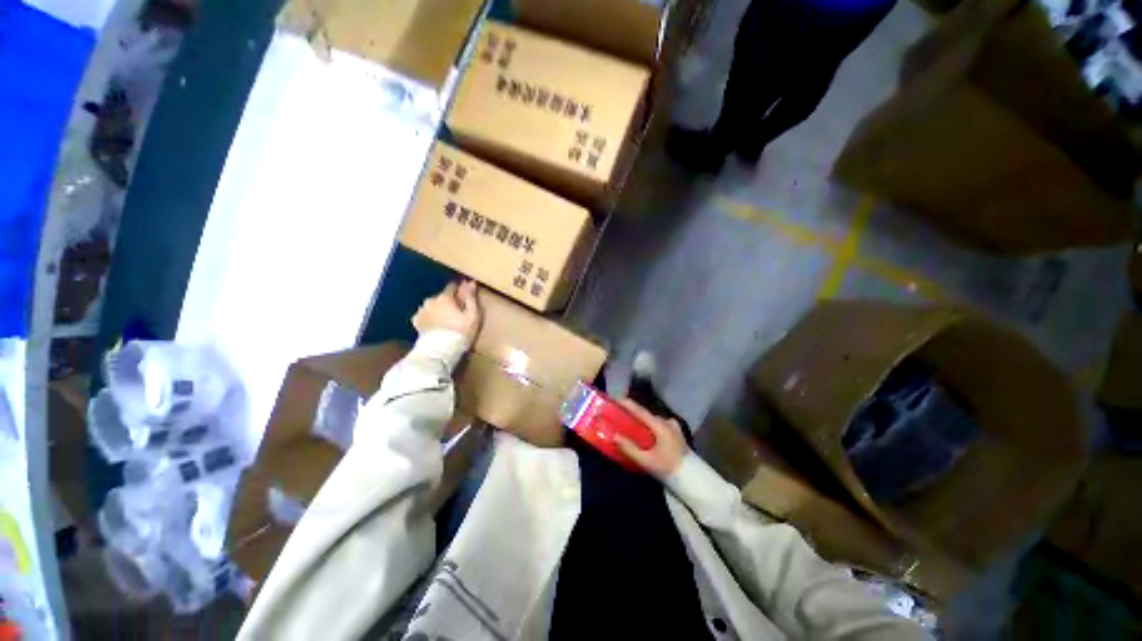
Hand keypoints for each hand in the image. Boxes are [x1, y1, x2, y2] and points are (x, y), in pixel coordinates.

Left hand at [412, 281, 481, 343]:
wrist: (439, 351)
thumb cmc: (460, 332)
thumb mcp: (473, 315)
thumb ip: (471, 298)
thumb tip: (470, 282)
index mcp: (445, 297)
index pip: (453, 286)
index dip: (460, 290)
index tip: (465, 296)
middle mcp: (431, 300)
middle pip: (442, 297)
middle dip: (449, 301)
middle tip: (457, 313)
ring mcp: (421, 311)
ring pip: (432, 306)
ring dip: (438, 309)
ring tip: (446, 320)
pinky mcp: (416, 322)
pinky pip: (425, 315)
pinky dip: (430, 317)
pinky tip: (435, 325)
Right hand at [613, 399, 687, 476]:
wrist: (692, 479)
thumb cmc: (668, 469)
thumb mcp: (646, 461)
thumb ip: (629, 448)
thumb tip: (614, 436)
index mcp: (660, 426)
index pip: (640, 411)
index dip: (627, 404)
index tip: (615, 398)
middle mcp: (667, 422)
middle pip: (646, 415)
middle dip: (633, 413)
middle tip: (620, 414)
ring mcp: (674, 426)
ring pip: (653, 420)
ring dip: (642, 421)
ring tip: (631, 424)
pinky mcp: (677, 432)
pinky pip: (660, 424)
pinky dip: (650, 426)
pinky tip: (646, 433)